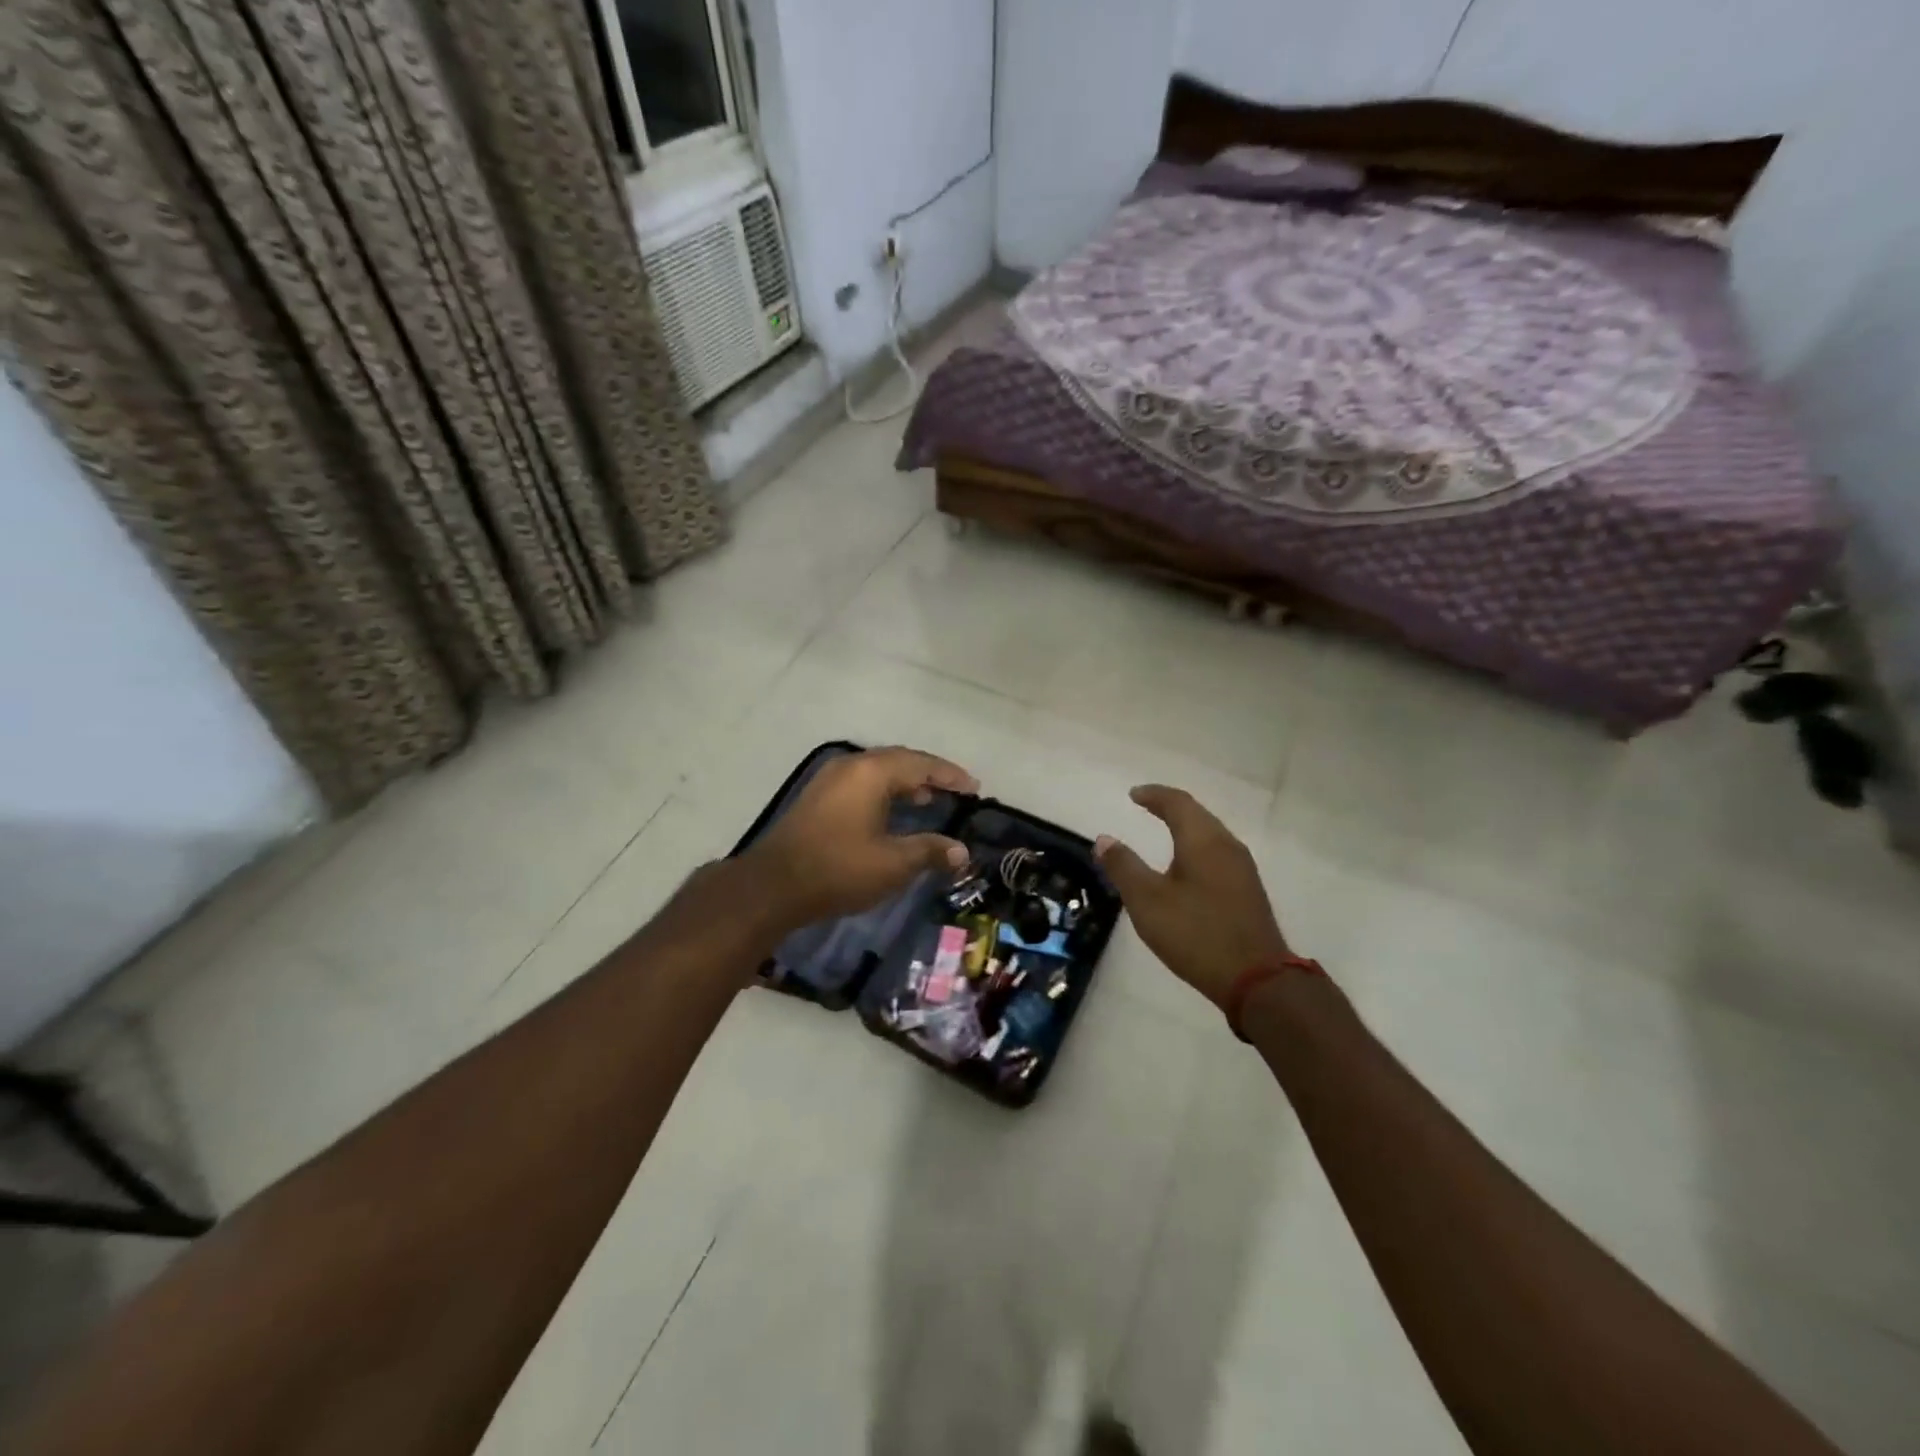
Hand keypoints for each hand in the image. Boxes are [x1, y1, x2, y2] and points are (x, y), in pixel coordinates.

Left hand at [744, 747, 977, 929]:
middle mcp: (850, 766)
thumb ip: (930, 851)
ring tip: (928, 800)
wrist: (773, 886)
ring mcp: (829, 779)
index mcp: (872, 772)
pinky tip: (891, 812)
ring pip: (877, 771)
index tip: (974, 787)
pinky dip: (884, 791)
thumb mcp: (893, 864)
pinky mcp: (817, 797)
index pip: (921, 764)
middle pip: (899, 761)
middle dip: (929, 774)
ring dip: (905, 782)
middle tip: (955, 790)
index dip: (951, 775)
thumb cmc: (839, 869)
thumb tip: (962, 852)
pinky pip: (861, 783)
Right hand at [1095, 785, 1289, 1007]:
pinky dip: (1196, 846)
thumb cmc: (1196, 934)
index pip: (1178, 803)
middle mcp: (1227, 846)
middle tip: (1146, 806)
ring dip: (1185, 826)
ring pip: (1210, 834)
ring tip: (1163, 830)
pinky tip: (1187, 865)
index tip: (1133, 795)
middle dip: (1170, 807)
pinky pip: (1218, 853)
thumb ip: (1124, 867)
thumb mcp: (1148, 901)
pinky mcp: (1248, 890)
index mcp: (1203, 841)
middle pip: (1197, 814)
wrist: (1257, 980)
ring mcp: (1242, 869)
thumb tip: (1104, 839)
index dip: (1154, 795)